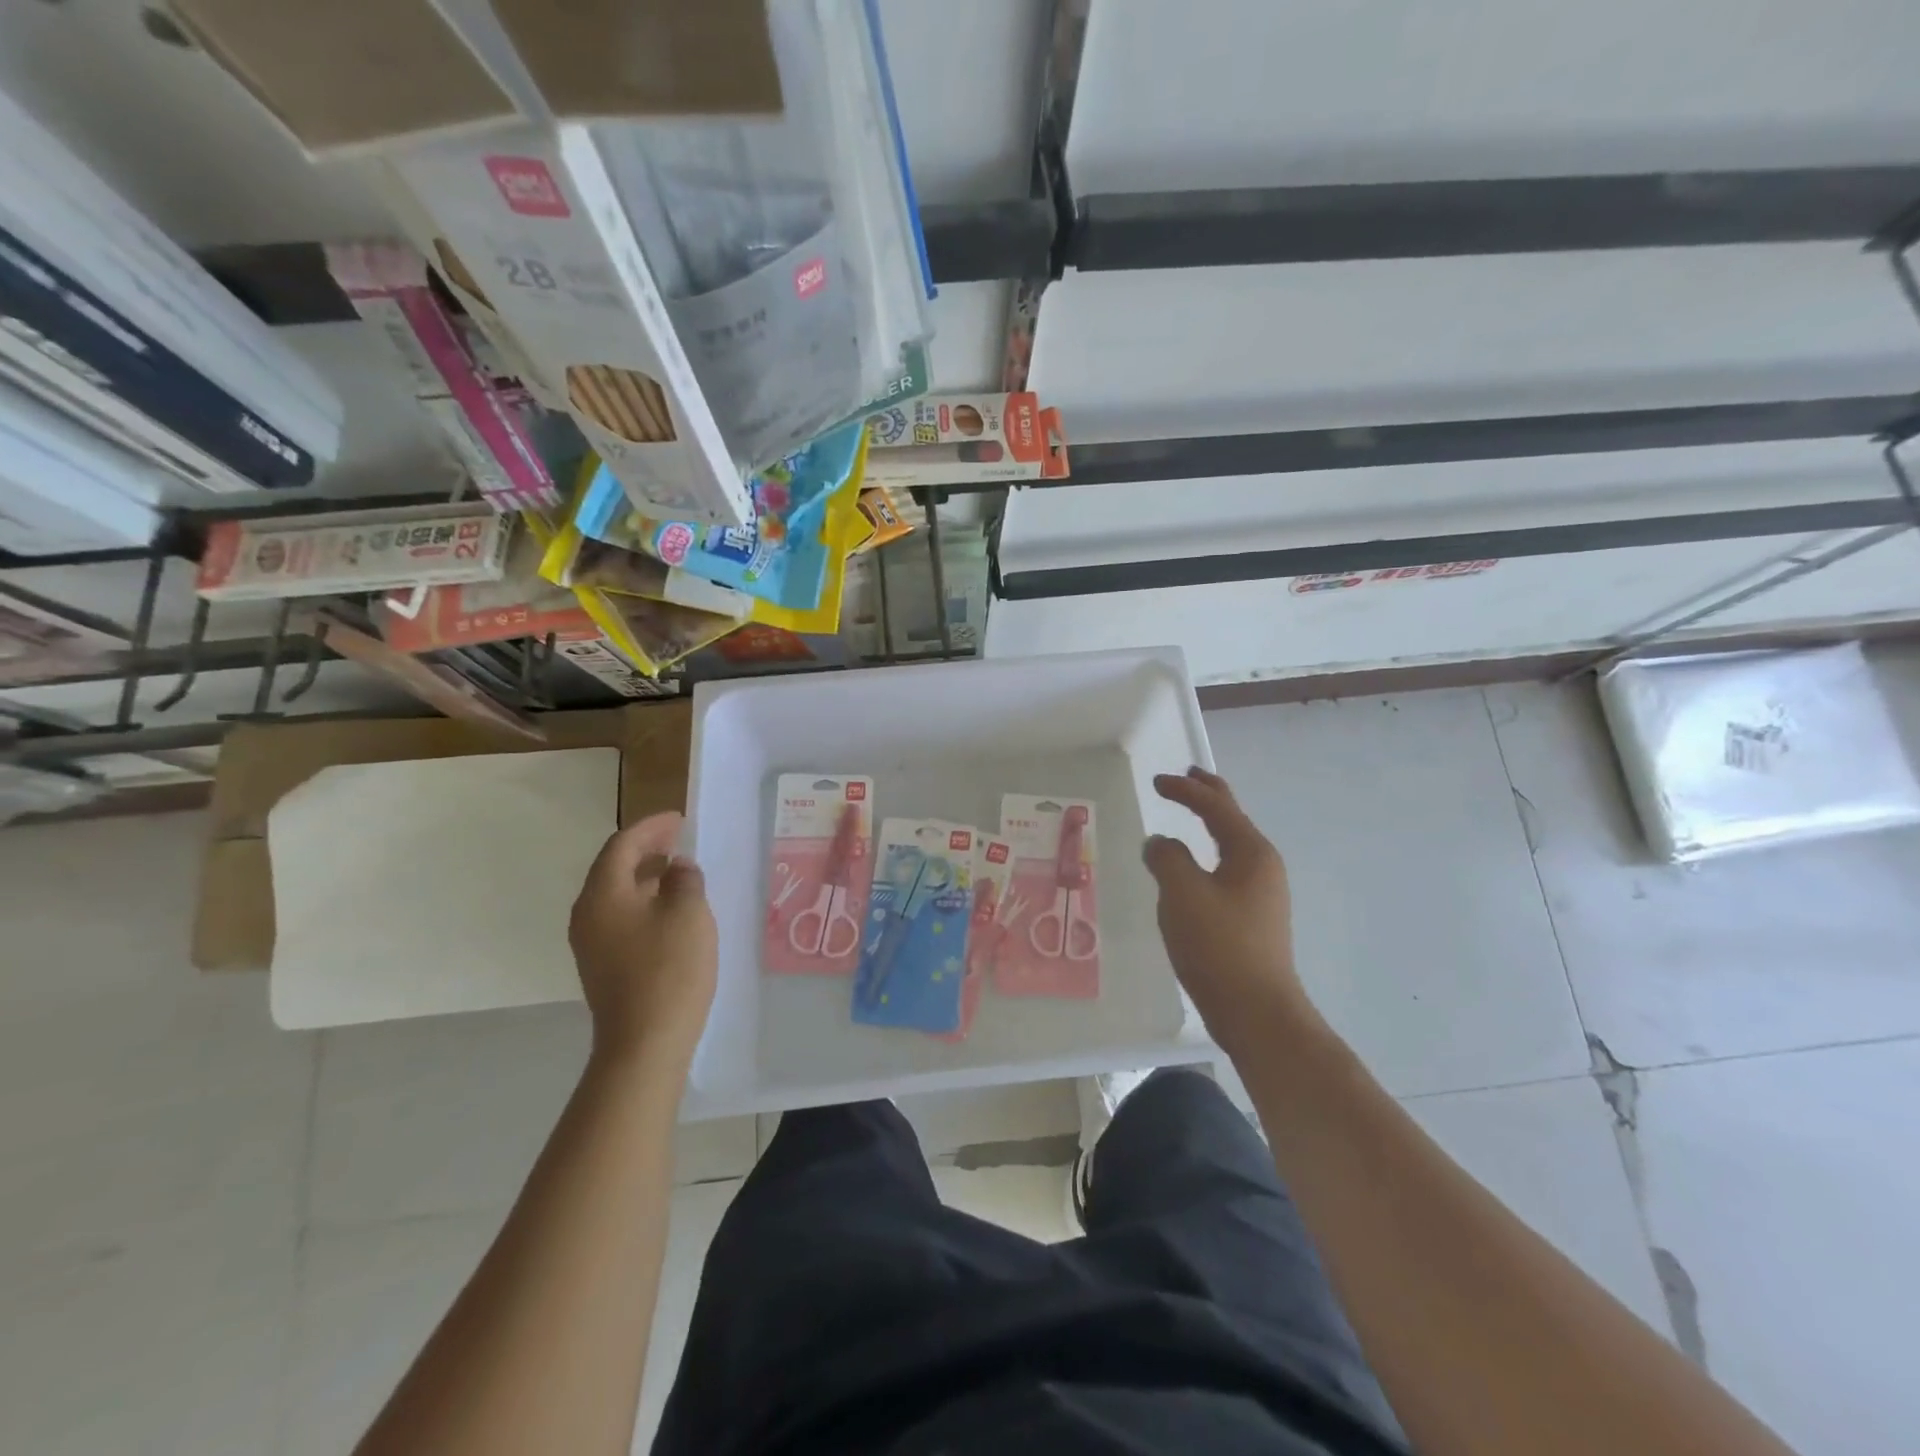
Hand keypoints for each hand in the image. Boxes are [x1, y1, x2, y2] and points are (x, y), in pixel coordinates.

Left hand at [568, 811, 716, 1071]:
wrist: (644, 1043)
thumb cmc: (669, 969)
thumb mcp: (688, 913)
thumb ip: (684, 879)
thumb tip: (676, 868)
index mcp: (603, 894)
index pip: (622, 845)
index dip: (651, 827)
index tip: (679, 819)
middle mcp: (587, 914)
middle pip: (613, 868)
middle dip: (646, 849)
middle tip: (679, 840)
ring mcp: (591, 943)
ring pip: (616, 895)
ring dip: (646, 877)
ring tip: (679, 872)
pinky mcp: (602, 966)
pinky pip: (620, 918)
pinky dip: (643, 902)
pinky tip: (670, 911)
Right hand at [1143, 768, 1318, 1054]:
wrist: (1257, 1012)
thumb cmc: (1219, 946)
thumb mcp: (1182, 894)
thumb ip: (1167, 858)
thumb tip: (1160, 843)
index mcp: (1250, 852)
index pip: (1215, 806)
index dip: (1185, 790)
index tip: (1156, 782)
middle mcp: (1262, 866)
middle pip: (1233, 818)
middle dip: (1209, 795)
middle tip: (1187, 776)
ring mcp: (1262, 894)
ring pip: (1232, 844)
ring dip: (1211, 824)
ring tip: (1191, 814)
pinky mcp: (1253, 918)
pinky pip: (1228, 869)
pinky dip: (1209, 853)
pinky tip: (1194, 868)